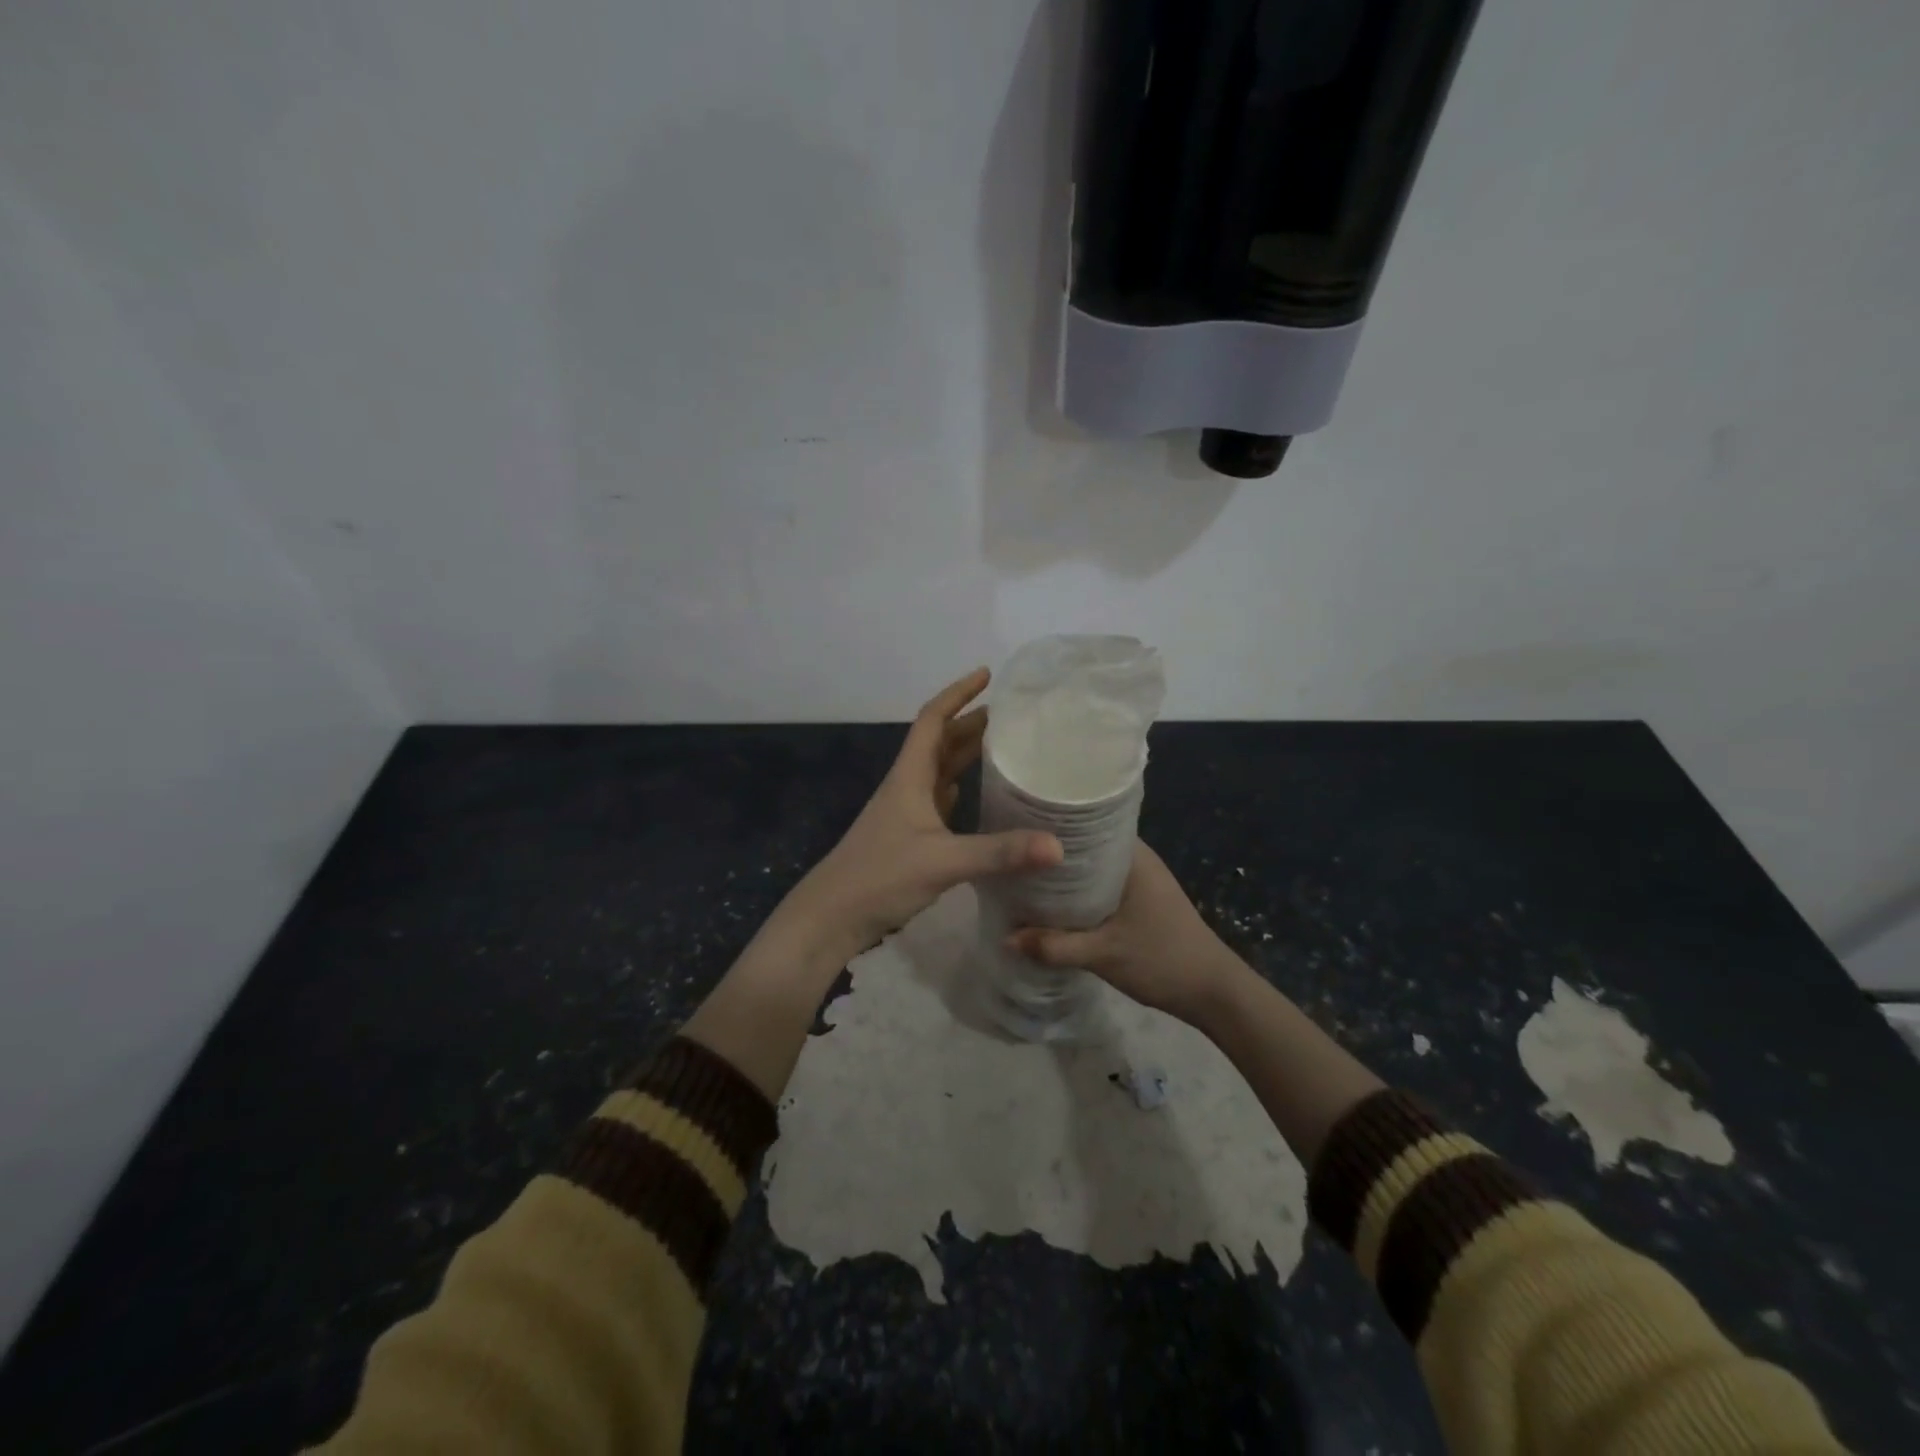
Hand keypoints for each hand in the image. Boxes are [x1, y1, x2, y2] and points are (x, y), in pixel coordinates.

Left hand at [776, 668, 1062, 969]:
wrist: (832, 917)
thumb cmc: (880, 877)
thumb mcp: (942, 861)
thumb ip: (999, 853)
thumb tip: (1058, 846)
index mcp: (910, 776)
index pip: (933, 719)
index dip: (958, 693)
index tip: (987, 675)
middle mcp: (908, 786)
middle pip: (940, 741)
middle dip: (971, 722)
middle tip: (1011, 713)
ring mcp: (906, 812)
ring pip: (940, 770)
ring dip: (966, 753)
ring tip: (1002, 744)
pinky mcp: (908, 837)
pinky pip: (939, 800)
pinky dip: (959, 787)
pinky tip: (975, 793)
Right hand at [1006, 841, 1243, 1028]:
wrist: (1213, 993)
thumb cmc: (1162, 960)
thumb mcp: (1103, 954)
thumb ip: (1054, 946)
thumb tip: (1006, 938)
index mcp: (1132, 855)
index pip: (1085, 822)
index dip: (1051, 824)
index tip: (1016, 827)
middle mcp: (1136, 858)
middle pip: (1084, 846)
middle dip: (1051, 854)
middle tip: (1012, 857)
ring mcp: (1139, 879)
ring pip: (1091, 868)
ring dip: (1063, 876)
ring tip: (1023, 877)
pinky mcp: (1139, 899)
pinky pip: (1099, 885)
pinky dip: (1078, 892)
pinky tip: (1053, 903)